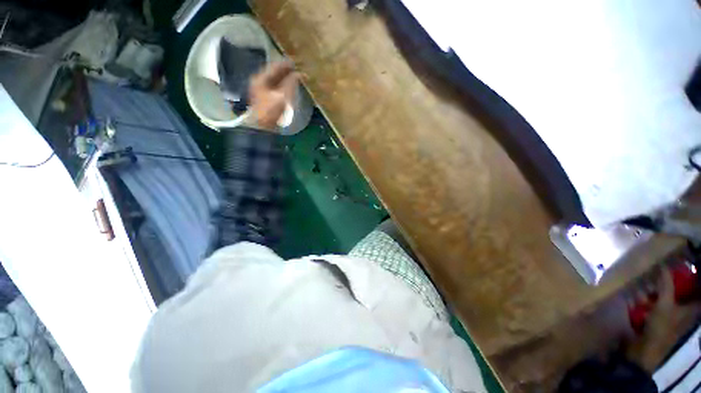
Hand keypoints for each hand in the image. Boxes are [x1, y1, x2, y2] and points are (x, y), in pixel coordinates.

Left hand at [248, 61, 298, 129]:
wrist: (261, 128)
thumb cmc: (270, 111)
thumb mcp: (282, 97)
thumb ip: (290, 84)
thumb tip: (299, 74)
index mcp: (261, 78)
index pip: (276, 66)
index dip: (287, 64)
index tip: (298, 61)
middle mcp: (260, 81)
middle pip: (275, 72)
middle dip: (287, 70)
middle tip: (299, 69)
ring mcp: (262, 90)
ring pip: (276, 80)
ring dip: (286, 78)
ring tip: (297, 77)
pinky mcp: (266, 98)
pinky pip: (276, 87)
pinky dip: (284, 85)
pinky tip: (291, 86)